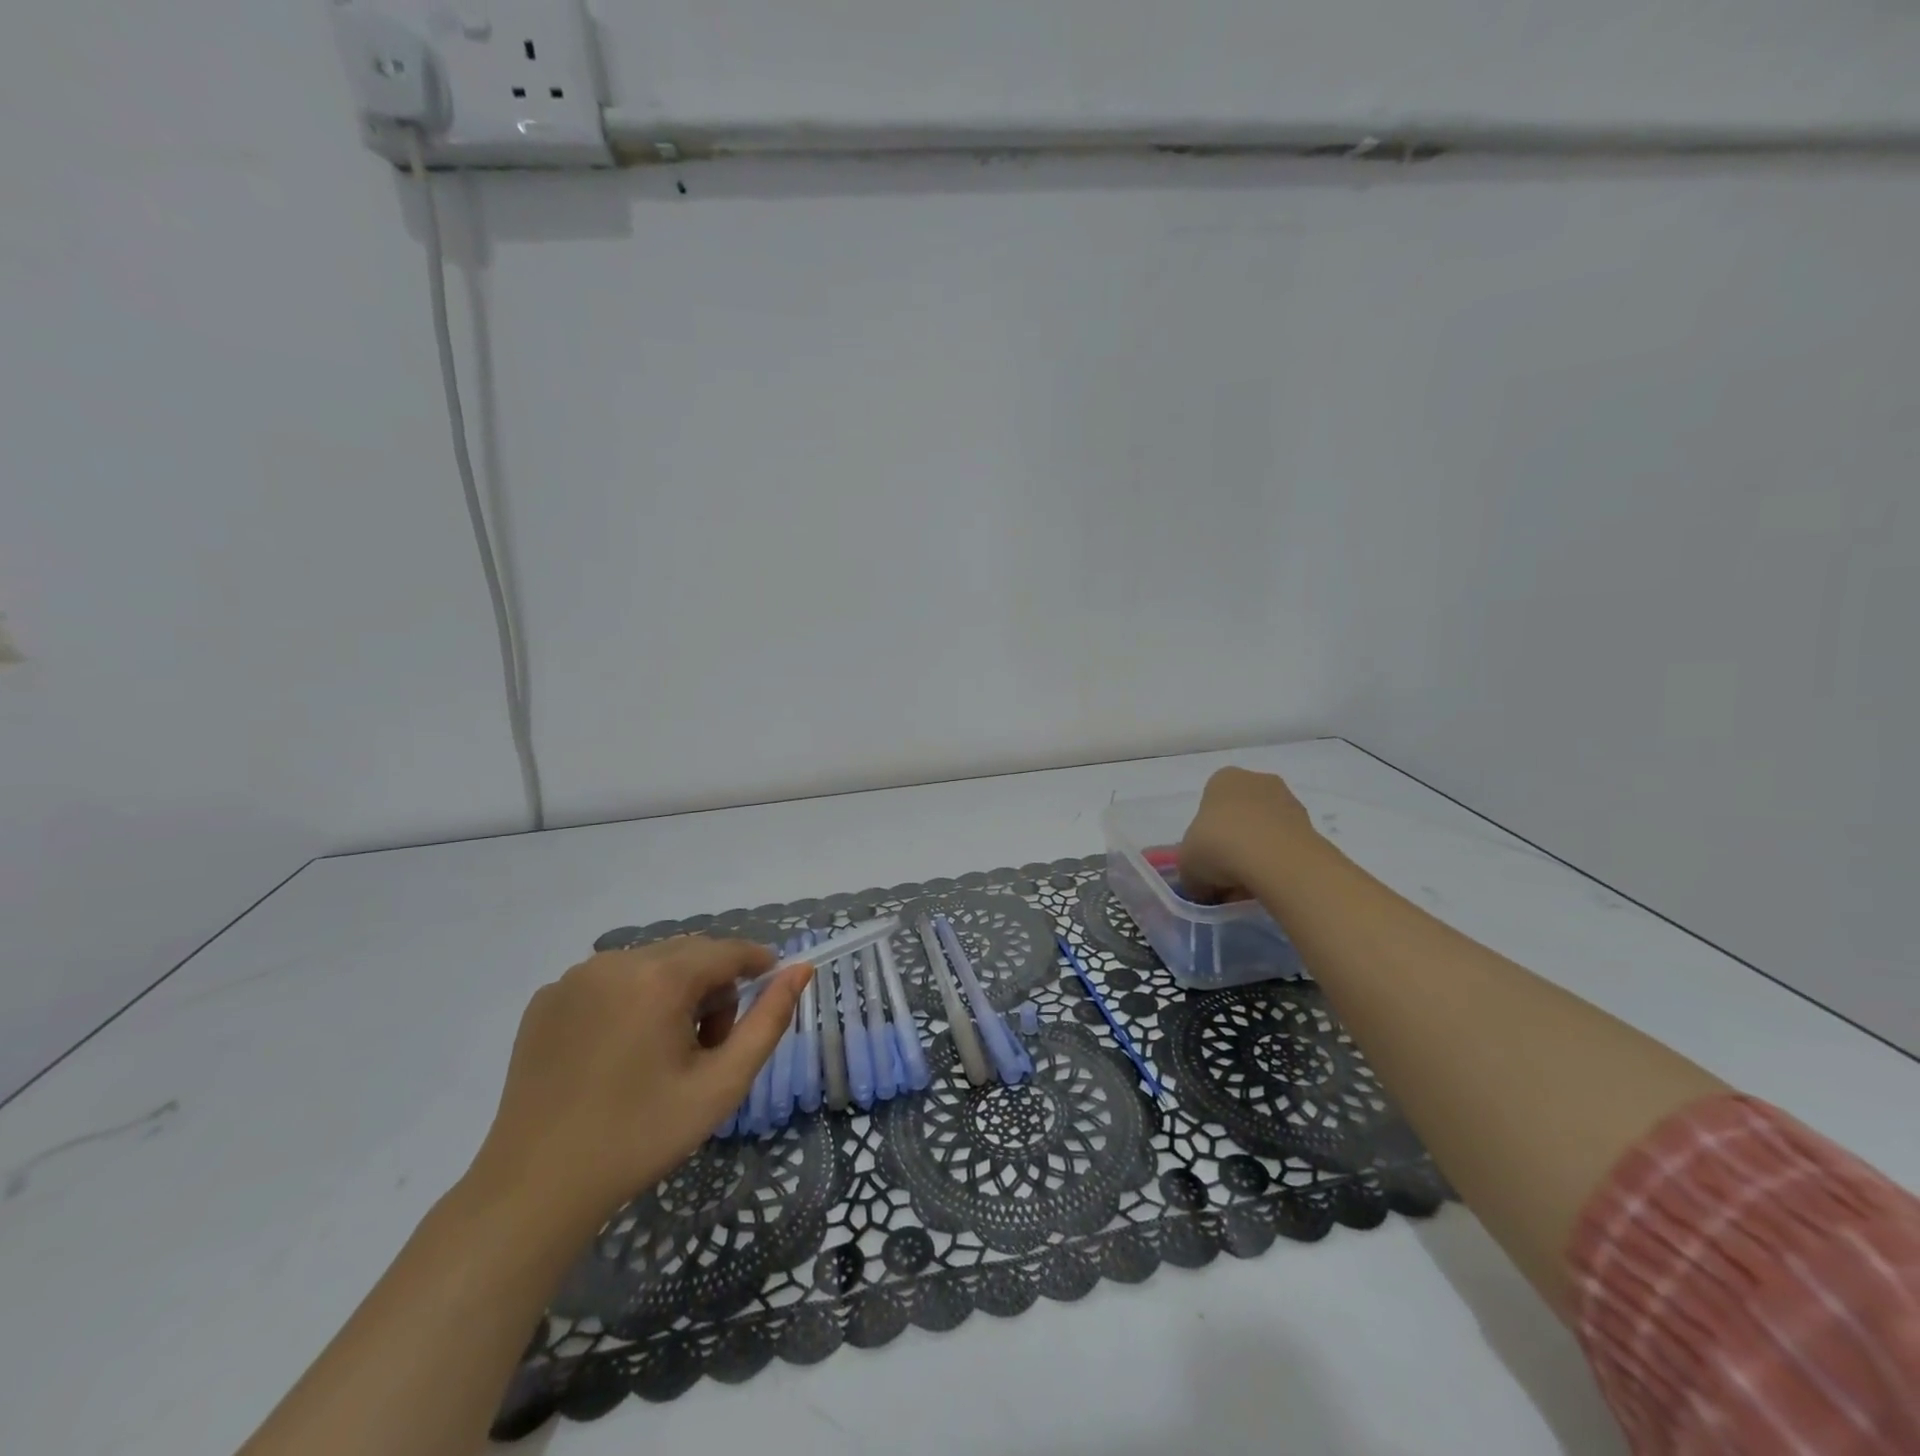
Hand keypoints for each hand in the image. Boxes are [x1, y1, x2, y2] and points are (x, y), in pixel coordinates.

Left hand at [465, 938, 811, 1231]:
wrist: (534, 1190)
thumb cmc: (639, 1137)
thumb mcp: (721, 1084)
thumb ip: (769, 1021)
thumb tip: (800, 970)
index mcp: (659, 977)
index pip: (727, 950)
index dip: (757, 964)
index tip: (772, 990)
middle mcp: (615, 962)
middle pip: (689, 955)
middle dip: (713, 988)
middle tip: (709, 1047)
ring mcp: (574, 978)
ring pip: (651, 964)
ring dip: (673, 993)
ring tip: (664, 1053)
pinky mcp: (547, 999)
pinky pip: (610, 981)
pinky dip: (631, 1001)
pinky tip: (619, 1054)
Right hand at [1178, 766, 1315, 902]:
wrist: (1277, 860)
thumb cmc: (1218, 847)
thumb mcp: (1186, 864)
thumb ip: (1190, 871)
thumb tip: (1200, 884)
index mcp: (1222, 779)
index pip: (1208, 806)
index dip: (1204, 838)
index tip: (1205, 864)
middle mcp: (1257, 781)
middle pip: (1238, 817)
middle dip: (1232, 845)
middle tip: (1225, 878)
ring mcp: (1289, 802)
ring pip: (1264, 832)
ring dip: (1256, 855)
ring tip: (1249, 887)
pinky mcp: (1312, 826)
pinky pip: (1285, 846)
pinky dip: (1278, 864)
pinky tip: (1270, 886)